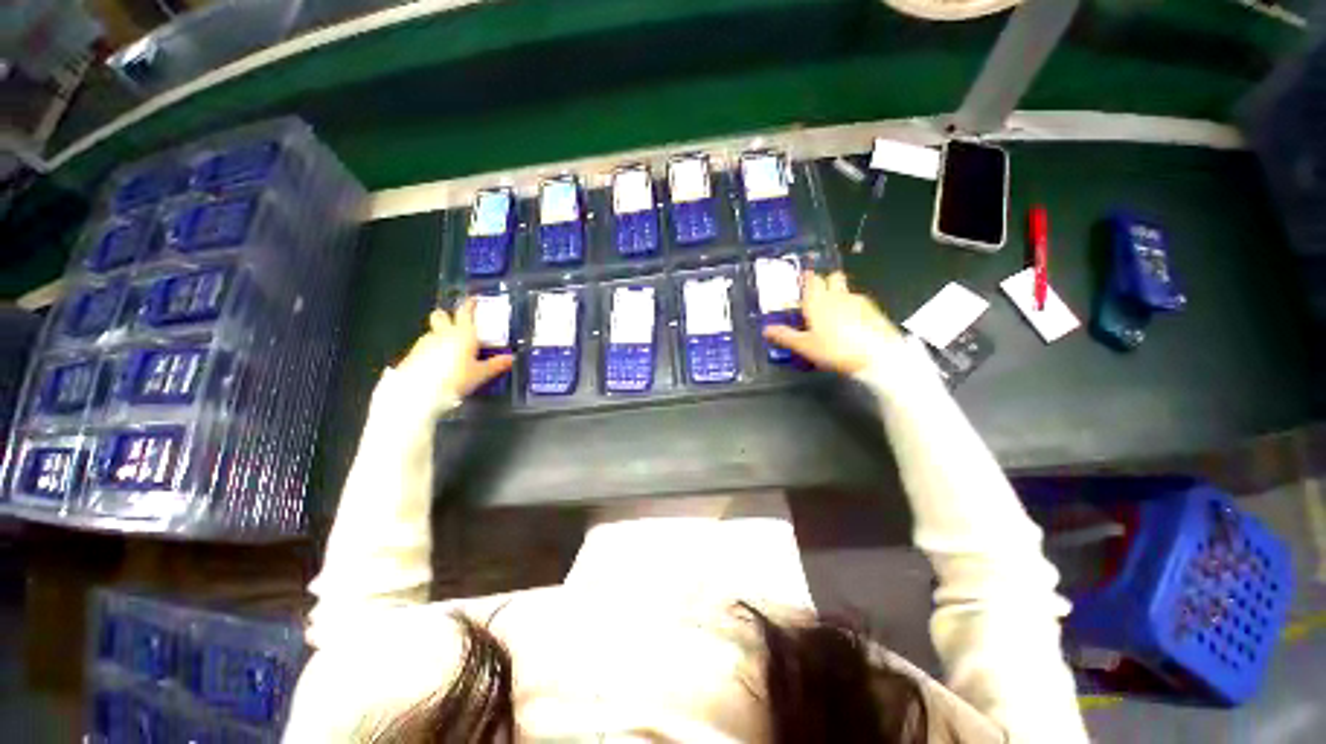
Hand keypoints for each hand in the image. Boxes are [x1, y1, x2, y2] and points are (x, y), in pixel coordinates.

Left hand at [394, 300, 513, 399]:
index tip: (473, 300)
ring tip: (450, 350)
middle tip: (456, 324)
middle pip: (441, 315)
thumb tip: (511, 358)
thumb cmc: (456, 379)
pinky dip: (433, 349)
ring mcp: (425, 342)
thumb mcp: (481, 374)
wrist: (419, 392)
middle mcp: (443, 333)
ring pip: (433, 332)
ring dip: (440, 336)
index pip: (465, 312)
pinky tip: (438, 363)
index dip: (470, 305)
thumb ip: (496, 364)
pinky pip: (426, 346)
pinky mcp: (413, 354)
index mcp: (463, 333)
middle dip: (447, 316)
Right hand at [763, 271, 900, 375]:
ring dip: (838, 296)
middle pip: (832, 277)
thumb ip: (785, 336)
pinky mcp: (874, 310)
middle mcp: (838, 295)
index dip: (806, 279)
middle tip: (817, 297)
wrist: (878, 355)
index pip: (811, 279)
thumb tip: (766, 329)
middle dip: (825, 282)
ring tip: (832, 315)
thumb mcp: (805, 346)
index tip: (801, 282)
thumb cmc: (835, 349)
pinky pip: (858, 302)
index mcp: (818, 300)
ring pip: (845, 290)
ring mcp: (858, 301)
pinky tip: (850, 325)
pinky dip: (851, 308)